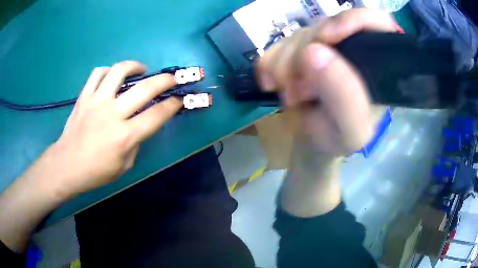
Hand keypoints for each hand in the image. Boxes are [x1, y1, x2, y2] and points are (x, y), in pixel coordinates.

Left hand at [41, 61, 182, 197]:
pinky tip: (113, 76)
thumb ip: (136, 143)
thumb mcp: (124, 166)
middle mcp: (113, 114)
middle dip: (165, 81)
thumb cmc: (96, 172)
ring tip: (140, 69)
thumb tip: (140, 125)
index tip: (179, 99)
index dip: (173, 105)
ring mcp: (96, 101)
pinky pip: (98, 73)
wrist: (67, 165)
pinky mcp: (84, 96)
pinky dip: (109, 70)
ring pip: (119, 71)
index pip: (157, 115)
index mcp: (125, 136)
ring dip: (135, 66)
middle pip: (145, 88)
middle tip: (171, 79)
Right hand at [258, 9, 396, 155]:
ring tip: (290, 96)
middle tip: (299, 90)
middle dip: (305, 53)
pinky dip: (269, 62)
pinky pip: (278, 43)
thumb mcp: (350, 130)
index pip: (374, 22)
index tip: (326, 38)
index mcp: (377, 65)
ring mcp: (324, 45)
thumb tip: (313, 52)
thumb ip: (343, 97)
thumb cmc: (340, 140)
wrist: (313, 142)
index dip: (351, 20)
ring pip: (300, 34)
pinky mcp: (299, 49)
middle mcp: (352, 48)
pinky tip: (271, 83)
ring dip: (286, 64)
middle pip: (327, 26)